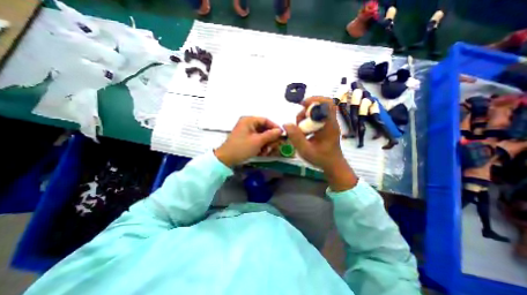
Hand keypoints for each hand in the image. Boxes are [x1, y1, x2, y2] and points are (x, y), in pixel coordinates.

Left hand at [213, 117, 280, 166]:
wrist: (226, 159)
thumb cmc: (242, 148)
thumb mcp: (258, 141)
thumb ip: (270, 135)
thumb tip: (280, 130)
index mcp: (248, 120)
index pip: (265, 120)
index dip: (274, 127)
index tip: (281, 134)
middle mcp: (247, 123)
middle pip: (263, 128)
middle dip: (269, 138)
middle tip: (274, 146)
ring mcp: (245, 131)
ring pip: (260, 135)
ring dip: (265, 143)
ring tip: (266, 151)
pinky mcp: (245, 138)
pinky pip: (256, 139)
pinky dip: (260, 145)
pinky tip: (261, 152)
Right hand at [285, 96, 357, 191]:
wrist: (333, 165)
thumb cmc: (321, 158)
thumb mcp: (305, 150)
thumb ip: (295, 137)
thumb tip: (286, 124)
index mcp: (329, 126)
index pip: (327, 104)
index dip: (314, 100)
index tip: (301, 105)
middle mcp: (331, 122)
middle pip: (321, 105)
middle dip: (307, 109)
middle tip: (299, 122)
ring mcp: (329, 124)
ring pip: (318, 111)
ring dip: (306, 116)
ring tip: (300, 129)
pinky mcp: (326, 126)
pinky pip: (317, 117)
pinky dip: (308, 120)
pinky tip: (303, 130)